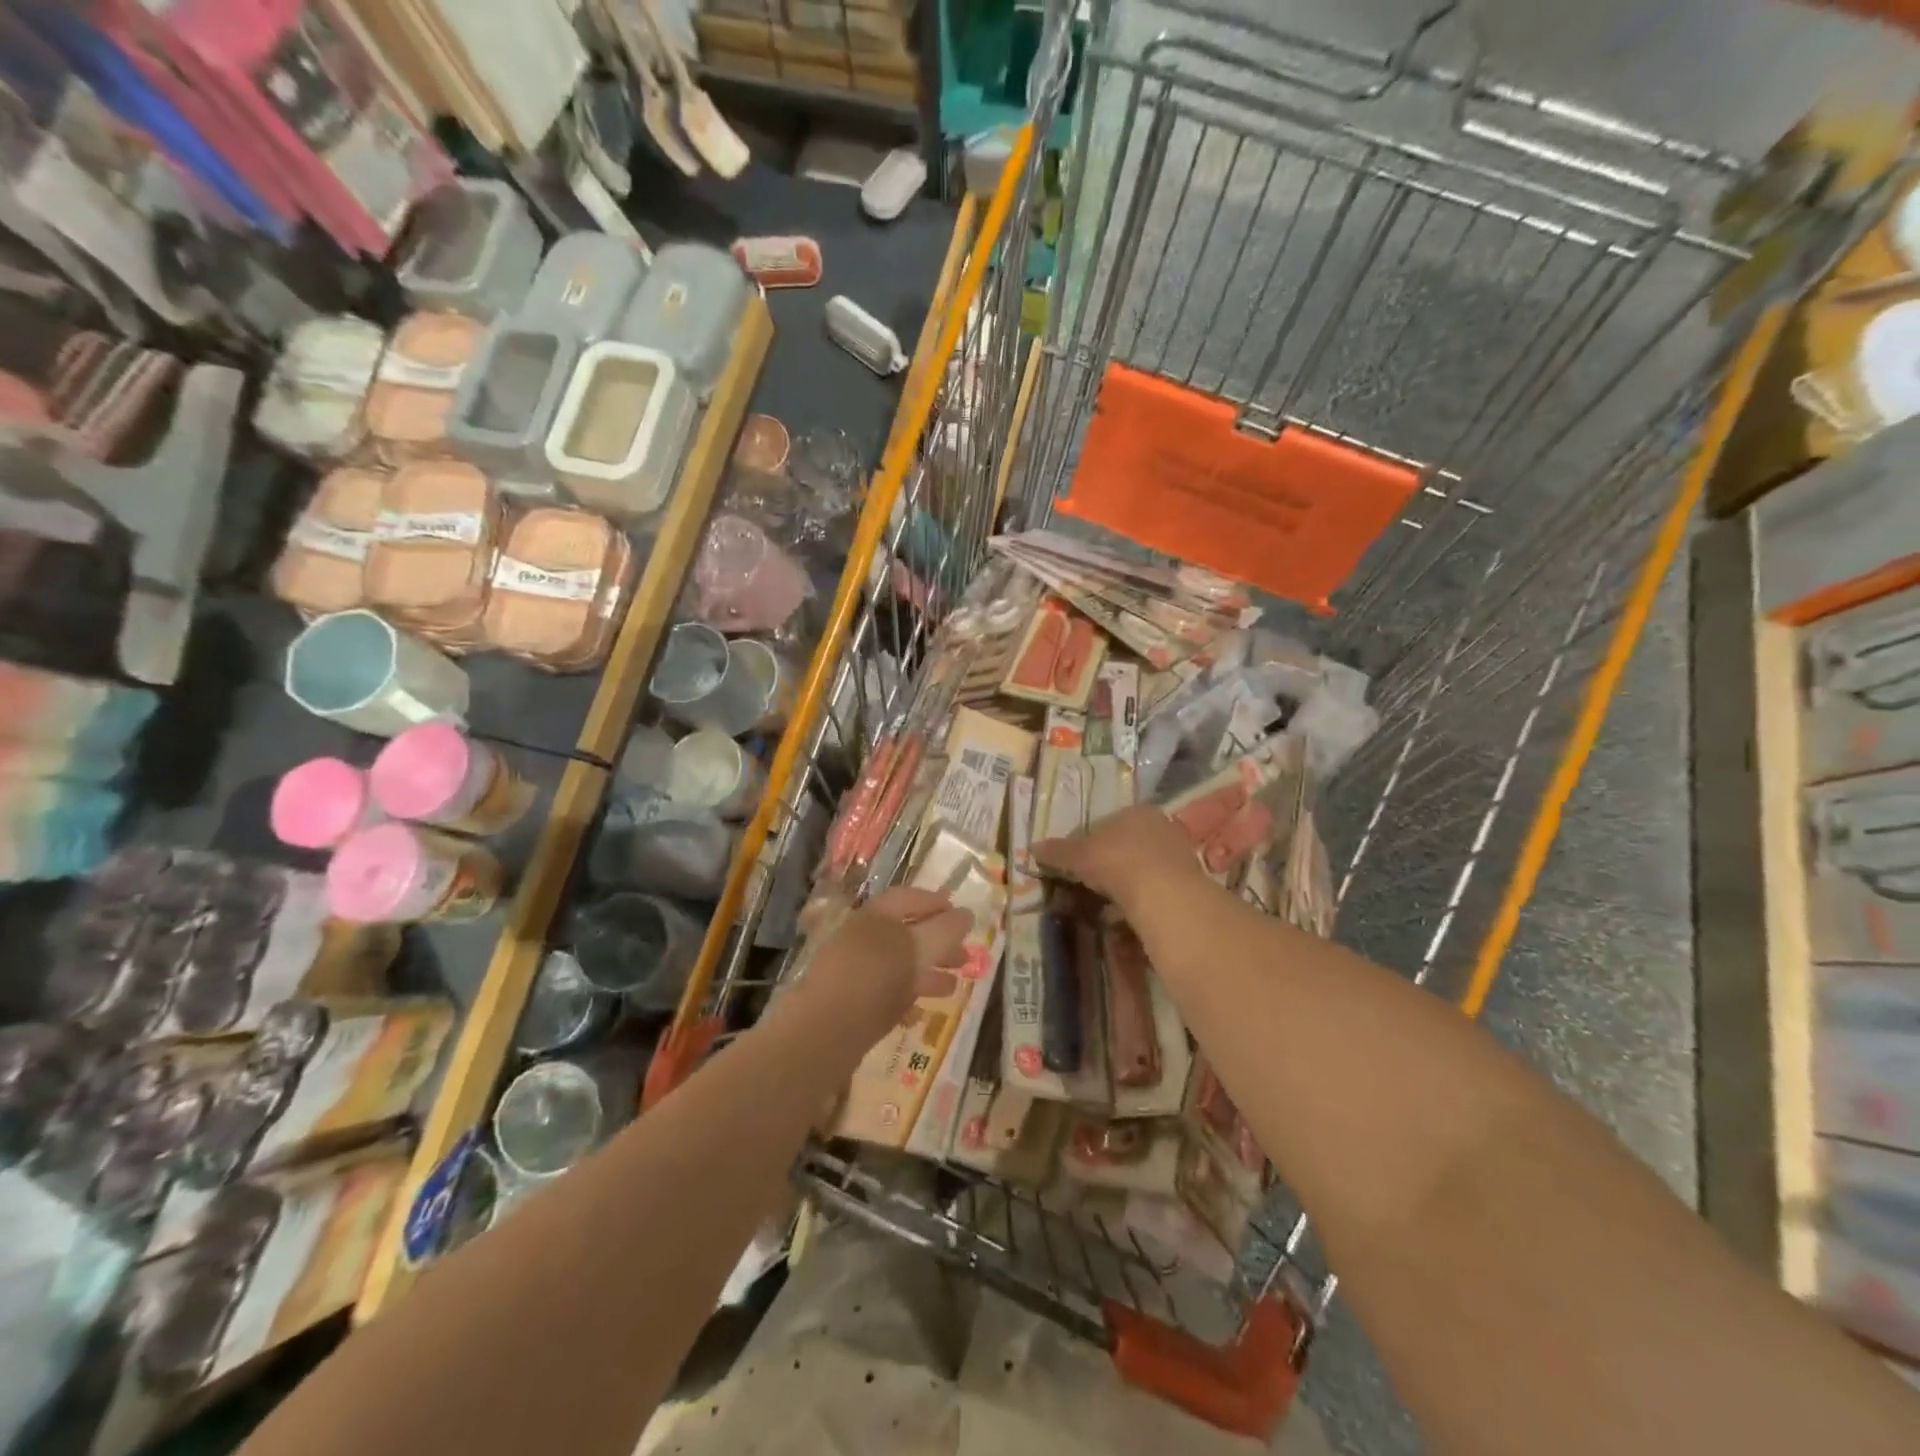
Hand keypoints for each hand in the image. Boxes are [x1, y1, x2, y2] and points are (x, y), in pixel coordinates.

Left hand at [796, 886, 972, 1038]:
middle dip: (938, 944)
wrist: (824, 1030)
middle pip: (905, 933)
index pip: (909, 898)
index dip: (936, 903)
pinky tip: (919, 1015)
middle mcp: (861, 937)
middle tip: (965, 958)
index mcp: (876, 916)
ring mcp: (851, 970)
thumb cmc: (876, 977)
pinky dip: (904, 998)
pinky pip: (882, 993)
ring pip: (896, 965)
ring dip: (926, 973)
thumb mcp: (919, 948)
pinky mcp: (846, 1002)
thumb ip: (946, 930)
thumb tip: (967, 914)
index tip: (961, 916)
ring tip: (952, 988)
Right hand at [1034, 805, 1205, 909]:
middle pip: (1123, 848)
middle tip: (1083, 889)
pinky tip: (1124, 918)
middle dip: (1103, 868)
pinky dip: (1136, 902)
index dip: (1083, 845)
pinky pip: (1152, 891)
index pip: (1103, 825)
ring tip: (1100, 909)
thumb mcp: (1078, 855)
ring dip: (1120, 888)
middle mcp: (1159, 827)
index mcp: (1135, 811)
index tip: (1070, 866)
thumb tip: (1033, 848)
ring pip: (1138, 871)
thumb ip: (1057, 851)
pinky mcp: (1187, 884)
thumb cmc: (1116, 861)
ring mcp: (1176, 855)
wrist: (1163, 894)